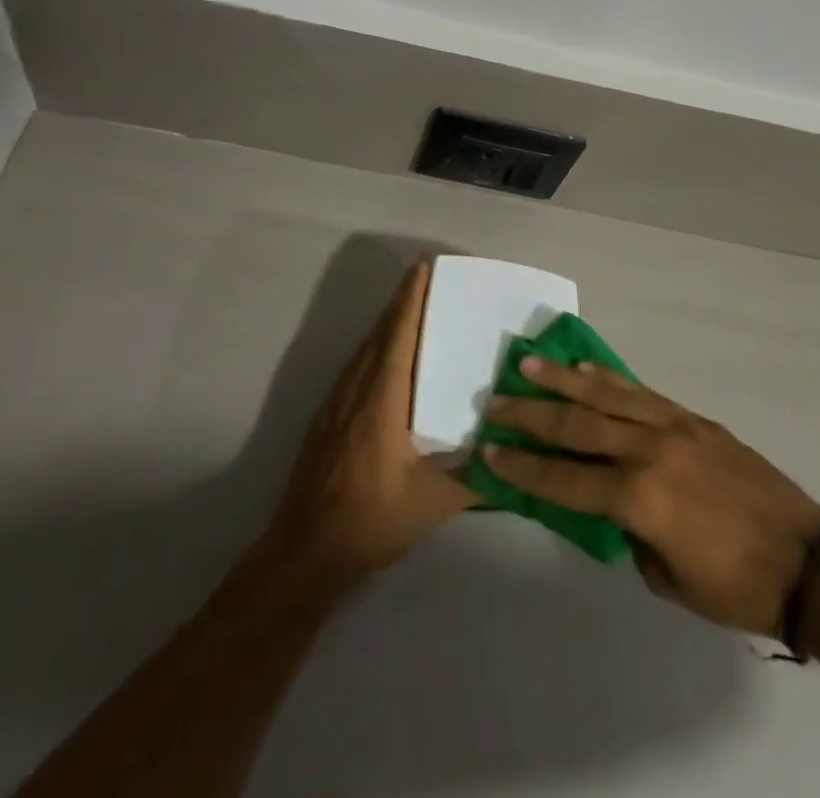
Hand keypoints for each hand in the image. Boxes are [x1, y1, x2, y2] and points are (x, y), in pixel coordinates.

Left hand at [268, 259, 478, 585]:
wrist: (303, 553)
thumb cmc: (370, 521)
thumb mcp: (432, 504)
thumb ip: (476, 480)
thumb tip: (516, 459)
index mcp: (381, 399)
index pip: (398, 334)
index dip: (411, 297)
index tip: (424, 266)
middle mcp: (355, 389)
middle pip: (380, 333)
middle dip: (403, 302)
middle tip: (431, 281)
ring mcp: (336, 403)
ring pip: (365, 349)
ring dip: (389, 325)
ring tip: (418, 312)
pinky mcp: (327, 419)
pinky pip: (356, 368)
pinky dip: (377, 349)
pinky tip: (391, 363)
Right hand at [482, 359, 819, 635]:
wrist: (806, 560)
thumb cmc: (734, 586)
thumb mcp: (666, 578)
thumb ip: (628, 534)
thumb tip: (607, 505)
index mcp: (639, 498)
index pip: (565, 478)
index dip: (522, 467)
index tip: (488, 451)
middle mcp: (648, 451)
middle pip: (576, 424)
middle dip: (530, 414)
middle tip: (494, 402)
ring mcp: (672, 426)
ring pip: (605, 394)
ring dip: (562, 379)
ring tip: (528, 364)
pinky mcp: (691, 417)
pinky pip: (641, 390)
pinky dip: (608, 377)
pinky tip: (585, 366)